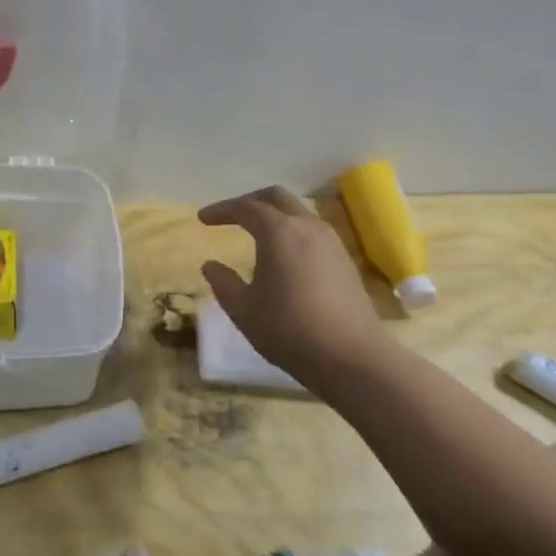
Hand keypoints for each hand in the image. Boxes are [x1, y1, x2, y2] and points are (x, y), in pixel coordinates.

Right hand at [199, 187, 388, 382]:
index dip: (221, 210)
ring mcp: (331, 242)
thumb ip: (223, 283)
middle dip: (250, 202)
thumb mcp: (243, 310)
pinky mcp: (345, 261)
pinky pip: (312, 232)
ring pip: (298, 213)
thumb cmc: (289, 330)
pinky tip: (283, 256)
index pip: (245, 207)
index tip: (203, 219)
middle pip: (276, 198)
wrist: (352, 358)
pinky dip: (291, 232)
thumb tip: (211, 266)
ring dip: (274, 216)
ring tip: (255, 234)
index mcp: (279, 232)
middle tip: (230, 216)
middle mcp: (307, 227)